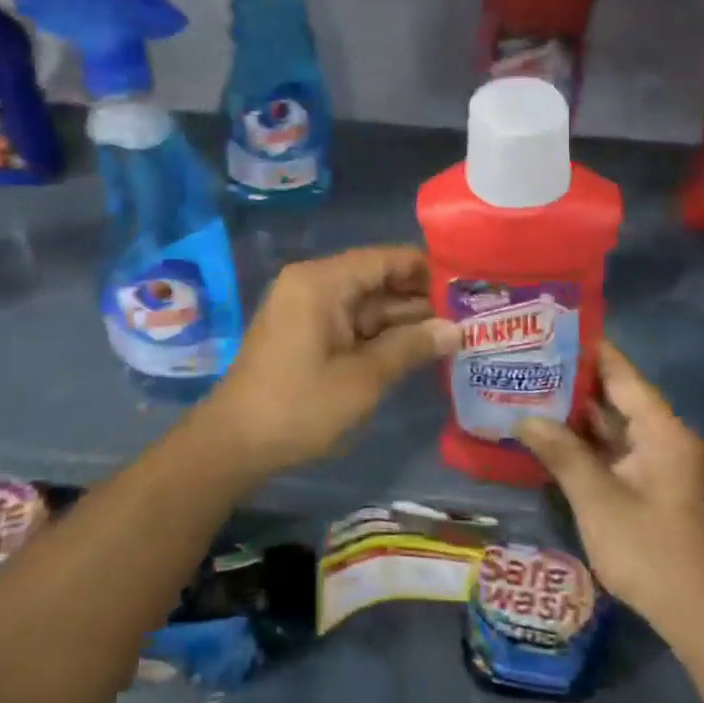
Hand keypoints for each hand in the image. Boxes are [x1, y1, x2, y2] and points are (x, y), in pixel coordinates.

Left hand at [201, 246, 457, 480]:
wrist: (233, 444)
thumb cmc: (299, 406)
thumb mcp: (362, 379)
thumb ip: (410, 348)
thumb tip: (455, 330)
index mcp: (321, 282)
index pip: (383, 258)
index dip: (425, 268)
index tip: (465, 282)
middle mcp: (312, 284)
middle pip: (376, 279)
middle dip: (419, 297)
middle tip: (469, 311)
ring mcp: (306, 309)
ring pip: (366, 304)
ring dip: (403, 319)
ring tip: (456, 329)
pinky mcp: (305, 333)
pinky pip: (350, 322)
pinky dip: (380, 334)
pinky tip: (418, 346)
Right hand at [518, 340, 703, 626]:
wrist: (697, 615)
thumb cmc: (649, 549)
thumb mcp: (597, 498)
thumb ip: (561, 452)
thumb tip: (523, 418)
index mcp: (662, 430)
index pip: (622, 373)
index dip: (588, 348)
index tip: (550, 328)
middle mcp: (663, 437)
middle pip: (615, 395)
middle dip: (572, 379)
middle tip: (527, 360)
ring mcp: (657, 463)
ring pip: (612, 424)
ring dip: (575, 412)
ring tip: (529, 388)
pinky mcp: (648, 485)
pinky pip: (613, 449)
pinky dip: (584, 440)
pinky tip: (548, 433)